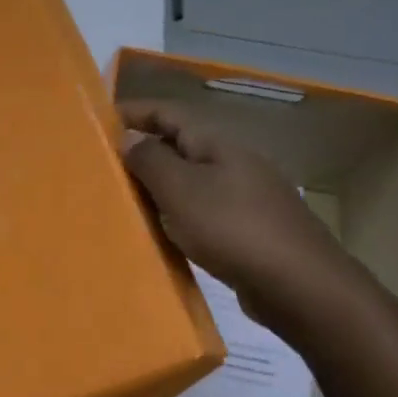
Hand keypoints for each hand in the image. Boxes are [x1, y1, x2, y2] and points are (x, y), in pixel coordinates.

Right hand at [118, 97, 352, 327]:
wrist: (298, 284)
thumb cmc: (232, 228)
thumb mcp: (181, 190)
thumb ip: (151, 161)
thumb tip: (129, 137)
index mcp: (217, 145)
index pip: (170, 113)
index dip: (135, 112)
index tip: (99, 121)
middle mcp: (233, 162)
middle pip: (181, 145)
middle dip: (143, 150)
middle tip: (103, 165)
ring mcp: (245, 196)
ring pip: (191, 180)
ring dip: (159, 185)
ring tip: (124, 198)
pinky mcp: (248, 229)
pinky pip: (202, 210)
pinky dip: (177, 214)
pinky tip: (163, 232)